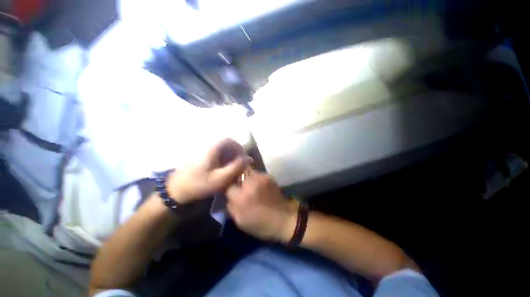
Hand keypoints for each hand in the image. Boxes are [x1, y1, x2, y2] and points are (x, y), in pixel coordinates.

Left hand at [167, 139, 251, 203]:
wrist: (176, 191)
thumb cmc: (199, 184)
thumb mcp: (221, 178)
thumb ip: (236, 168)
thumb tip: (249, 159)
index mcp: (212, 149)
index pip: (229, 140)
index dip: (239, 147)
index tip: (243, 158)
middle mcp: (208, 147)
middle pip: (226, 144)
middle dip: (236, 153)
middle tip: (239, 165)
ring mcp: (204, 152)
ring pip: (222, 150)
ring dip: (230, 157)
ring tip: (232, 169)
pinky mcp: (201, 157)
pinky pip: (216, 154)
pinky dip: (223, 160)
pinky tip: (223, 170)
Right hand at [226, 169, 297, 242]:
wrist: (285, 218)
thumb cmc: (262, 224)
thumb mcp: (241, 222)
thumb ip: (231, 207)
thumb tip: (228, 196)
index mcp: (241, 198)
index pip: (227, 186)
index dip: (229, 189)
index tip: (231, 192)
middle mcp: (250, 185)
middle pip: (237, 175)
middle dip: (236, 180)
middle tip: (239, 187)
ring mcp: (260, 178)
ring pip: (247, 172)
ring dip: (246, 178)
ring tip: (249, 186)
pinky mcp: (268, 176)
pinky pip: (256, 174)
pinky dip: (255, 179)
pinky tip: (259, 186)